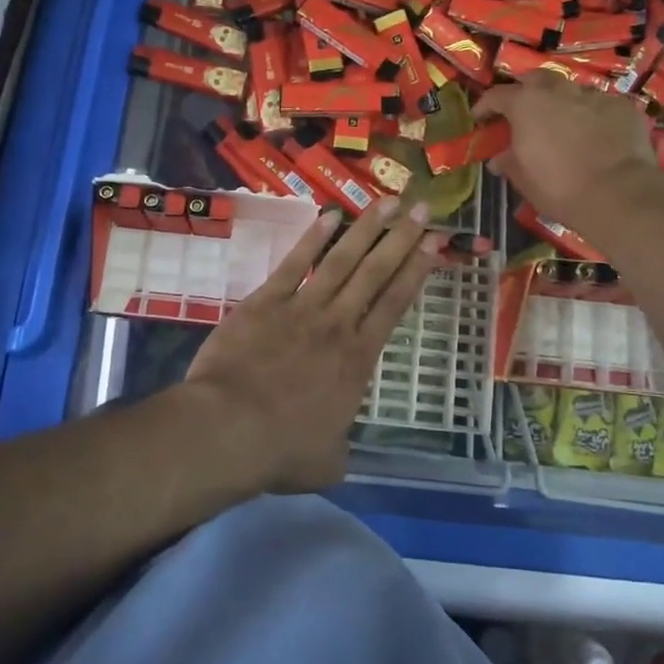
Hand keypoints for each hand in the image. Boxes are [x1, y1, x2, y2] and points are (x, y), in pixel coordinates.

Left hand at [186, 197, 441, 492]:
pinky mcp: (265, 301)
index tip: (435, 243)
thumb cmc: (281, 450)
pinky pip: (294, 263)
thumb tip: (339, 449)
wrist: (228, 429)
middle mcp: (338, 324)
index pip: (396, 304)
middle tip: (421, 207)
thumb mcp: (327, 462)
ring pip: (341, 259)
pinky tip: (330, 214)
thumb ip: (340, 447)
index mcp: (358, 359)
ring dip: (366, 228)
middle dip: (401, 237)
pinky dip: (313, 237)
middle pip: (376, 272)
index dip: (417, 270)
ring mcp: (301, 308)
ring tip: (388, 202)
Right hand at [475, 73, 657, 227]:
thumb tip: (498, 159)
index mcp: (526, 104)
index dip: (485, 105)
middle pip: (536, 79)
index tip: (480, 117)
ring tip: (562, 122)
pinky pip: (601, 105)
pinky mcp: (623, 106)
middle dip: (526, 90)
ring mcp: (594, 95)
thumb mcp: (524, 179)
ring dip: (561, 102)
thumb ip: (509, 162)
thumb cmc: (559, 188)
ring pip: (571, 90)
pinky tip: (596, 133)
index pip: (497, 95)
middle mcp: (558, 90)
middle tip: (523, 109)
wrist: (619, 194)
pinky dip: (593, 115)